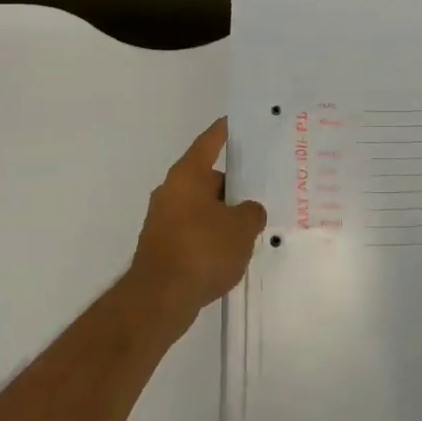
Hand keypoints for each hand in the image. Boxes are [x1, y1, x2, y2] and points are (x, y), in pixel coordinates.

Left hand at [126, 118, 267, 329]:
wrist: (159, 299)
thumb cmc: (202, 250)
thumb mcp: (242, 228)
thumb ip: (252, 212)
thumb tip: (249, 211)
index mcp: (188, 175)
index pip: (209, 142)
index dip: (224, 131)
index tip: (235, 121)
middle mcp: (171, 191)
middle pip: (207, 177)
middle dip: (232, 184)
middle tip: (261, 187)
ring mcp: (163, 220)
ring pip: (201, 206)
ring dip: (223, 213)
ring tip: (253, 222)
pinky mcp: (162, 246)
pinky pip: (194, 230)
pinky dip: (211, 235)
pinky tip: (232, 250)